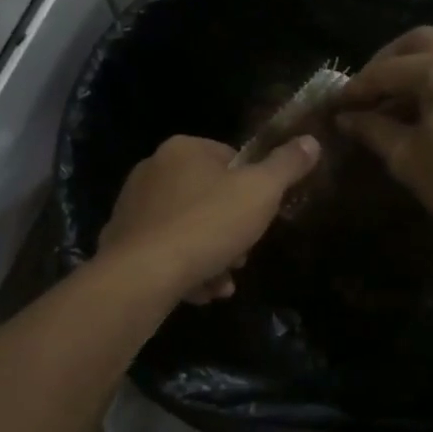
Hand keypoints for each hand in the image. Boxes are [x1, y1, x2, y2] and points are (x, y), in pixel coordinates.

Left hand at [97, 135, 320, 302]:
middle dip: (231, 231)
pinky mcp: (121, 241)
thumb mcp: (260, 193)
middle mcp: (152, 169)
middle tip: (242, 257)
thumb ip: (286, 166)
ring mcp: (133, 206)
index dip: (252, 189)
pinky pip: (164, 250)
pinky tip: (199, 292)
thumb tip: (311, 140)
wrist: (142, 274)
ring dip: (212, 256)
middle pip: (208, 197)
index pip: (230, 158)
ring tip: (221, 284)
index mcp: (183, 149)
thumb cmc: (207, 225)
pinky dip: (185, 268)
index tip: (260, 218)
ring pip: (188, 228)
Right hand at [335, 26, 432, 253]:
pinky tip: (419, 109)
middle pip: (416, 43)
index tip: (332, 107)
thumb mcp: (408, 157)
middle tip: (362, 94)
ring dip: (410, 71)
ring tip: (386, 104)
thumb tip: (345, 118)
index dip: (356, 89)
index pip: (387, 70)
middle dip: (384, 65)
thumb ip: (372, 129)